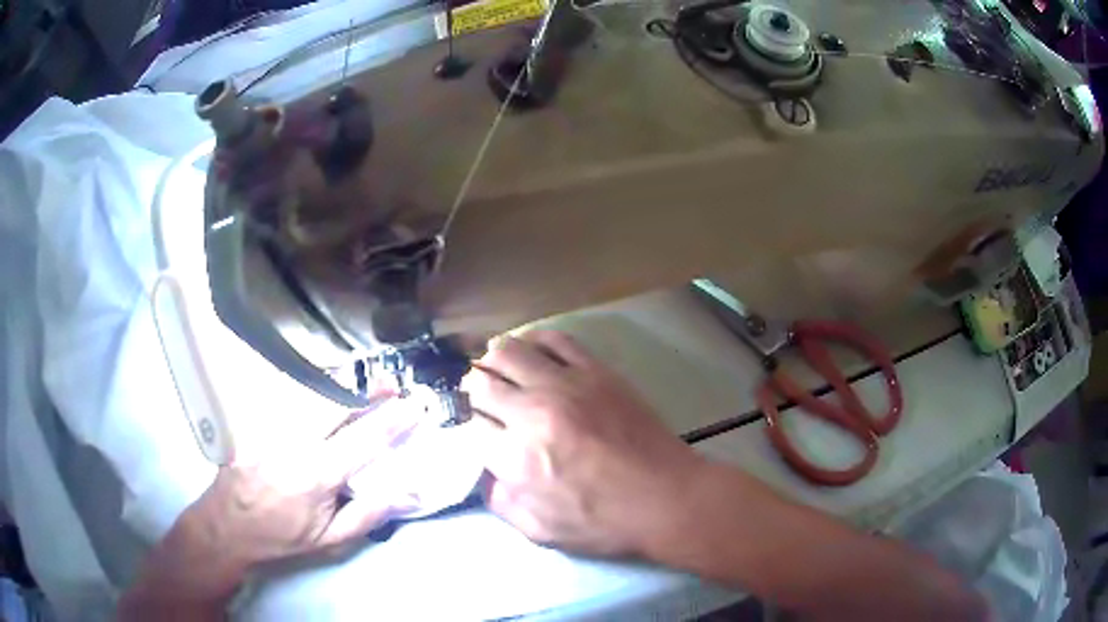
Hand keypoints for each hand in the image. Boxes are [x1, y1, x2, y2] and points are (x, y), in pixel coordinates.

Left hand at [192, 398, 421, 569]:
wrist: (226, 526)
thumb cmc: (281, 537)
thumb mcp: (329, 540)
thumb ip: (369, 514)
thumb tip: (407, 492)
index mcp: (317, 473)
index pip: (363, 437)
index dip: (393, 419)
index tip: (415, 404)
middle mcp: (295, 441)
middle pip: (336, 403)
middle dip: (366, 391)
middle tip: (390, 386)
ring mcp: (272, 427)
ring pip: (312, 398)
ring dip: (341, 391)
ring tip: (363, 391)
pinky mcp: (256, 422)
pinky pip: (291, 404)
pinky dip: (314, 399)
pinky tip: (323, 401)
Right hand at [463, 330, 703, 556]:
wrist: (667, 497)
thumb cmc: (605, 523)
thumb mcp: (541, 531)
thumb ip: (501, 502)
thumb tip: (486, 473)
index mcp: (515, 458)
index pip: (467, 424)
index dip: (464, 425)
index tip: (474, 430)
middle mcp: (532, 412)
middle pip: (480, 382)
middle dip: (471, 391)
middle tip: (480, 401)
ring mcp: (566, 385)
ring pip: (507, 350)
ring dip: (493, 361)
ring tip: (500, 373)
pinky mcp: (595, 371)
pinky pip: (553, 339)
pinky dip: (533, 341)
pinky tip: (532, 353)